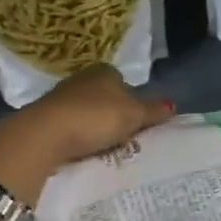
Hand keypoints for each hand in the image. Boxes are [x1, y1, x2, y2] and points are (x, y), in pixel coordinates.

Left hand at [0, 65, 174, 204]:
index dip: (132, 101)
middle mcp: (82, 78)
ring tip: (104, 147)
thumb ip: (153, 111)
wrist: (46, 133)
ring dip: (94, 126)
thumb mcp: (133, 115)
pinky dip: (78, 135)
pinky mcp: (46, 116)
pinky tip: (82, 149)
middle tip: (124, 137)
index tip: (136, 123)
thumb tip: (173, 104)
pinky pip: (71, 125)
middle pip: (105, 97)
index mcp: (105, 71)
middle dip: (113, 114)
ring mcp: (61, 96)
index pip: (124, 82)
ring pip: (87, 111)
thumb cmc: (96, 117)